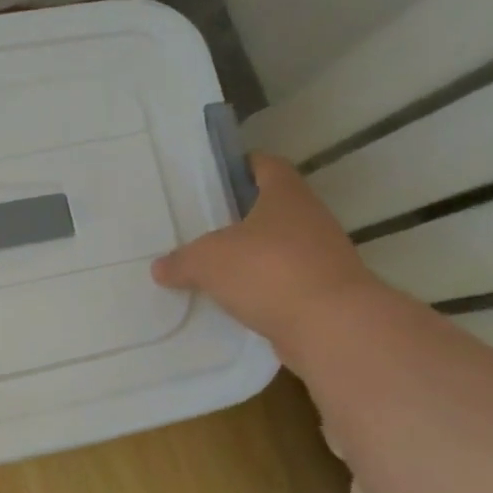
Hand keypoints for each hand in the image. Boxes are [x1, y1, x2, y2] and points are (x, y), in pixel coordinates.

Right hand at [151, 154, 379, 356]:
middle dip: (241, 217)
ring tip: (214, 268)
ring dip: (252, 257)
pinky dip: (262, 290)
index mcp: (286, 195)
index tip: (218, 176)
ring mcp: (322, 257)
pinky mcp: (324, 293)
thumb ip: (181, 261)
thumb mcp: (207, 261)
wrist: (331, 326)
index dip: (243, 167)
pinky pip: (284, 283)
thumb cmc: (268, 270)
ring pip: (279, 248)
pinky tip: (234, 302)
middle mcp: (310, 219)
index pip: (267, 166)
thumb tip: (161, 267)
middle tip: (204, 226)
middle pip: (273, 209)